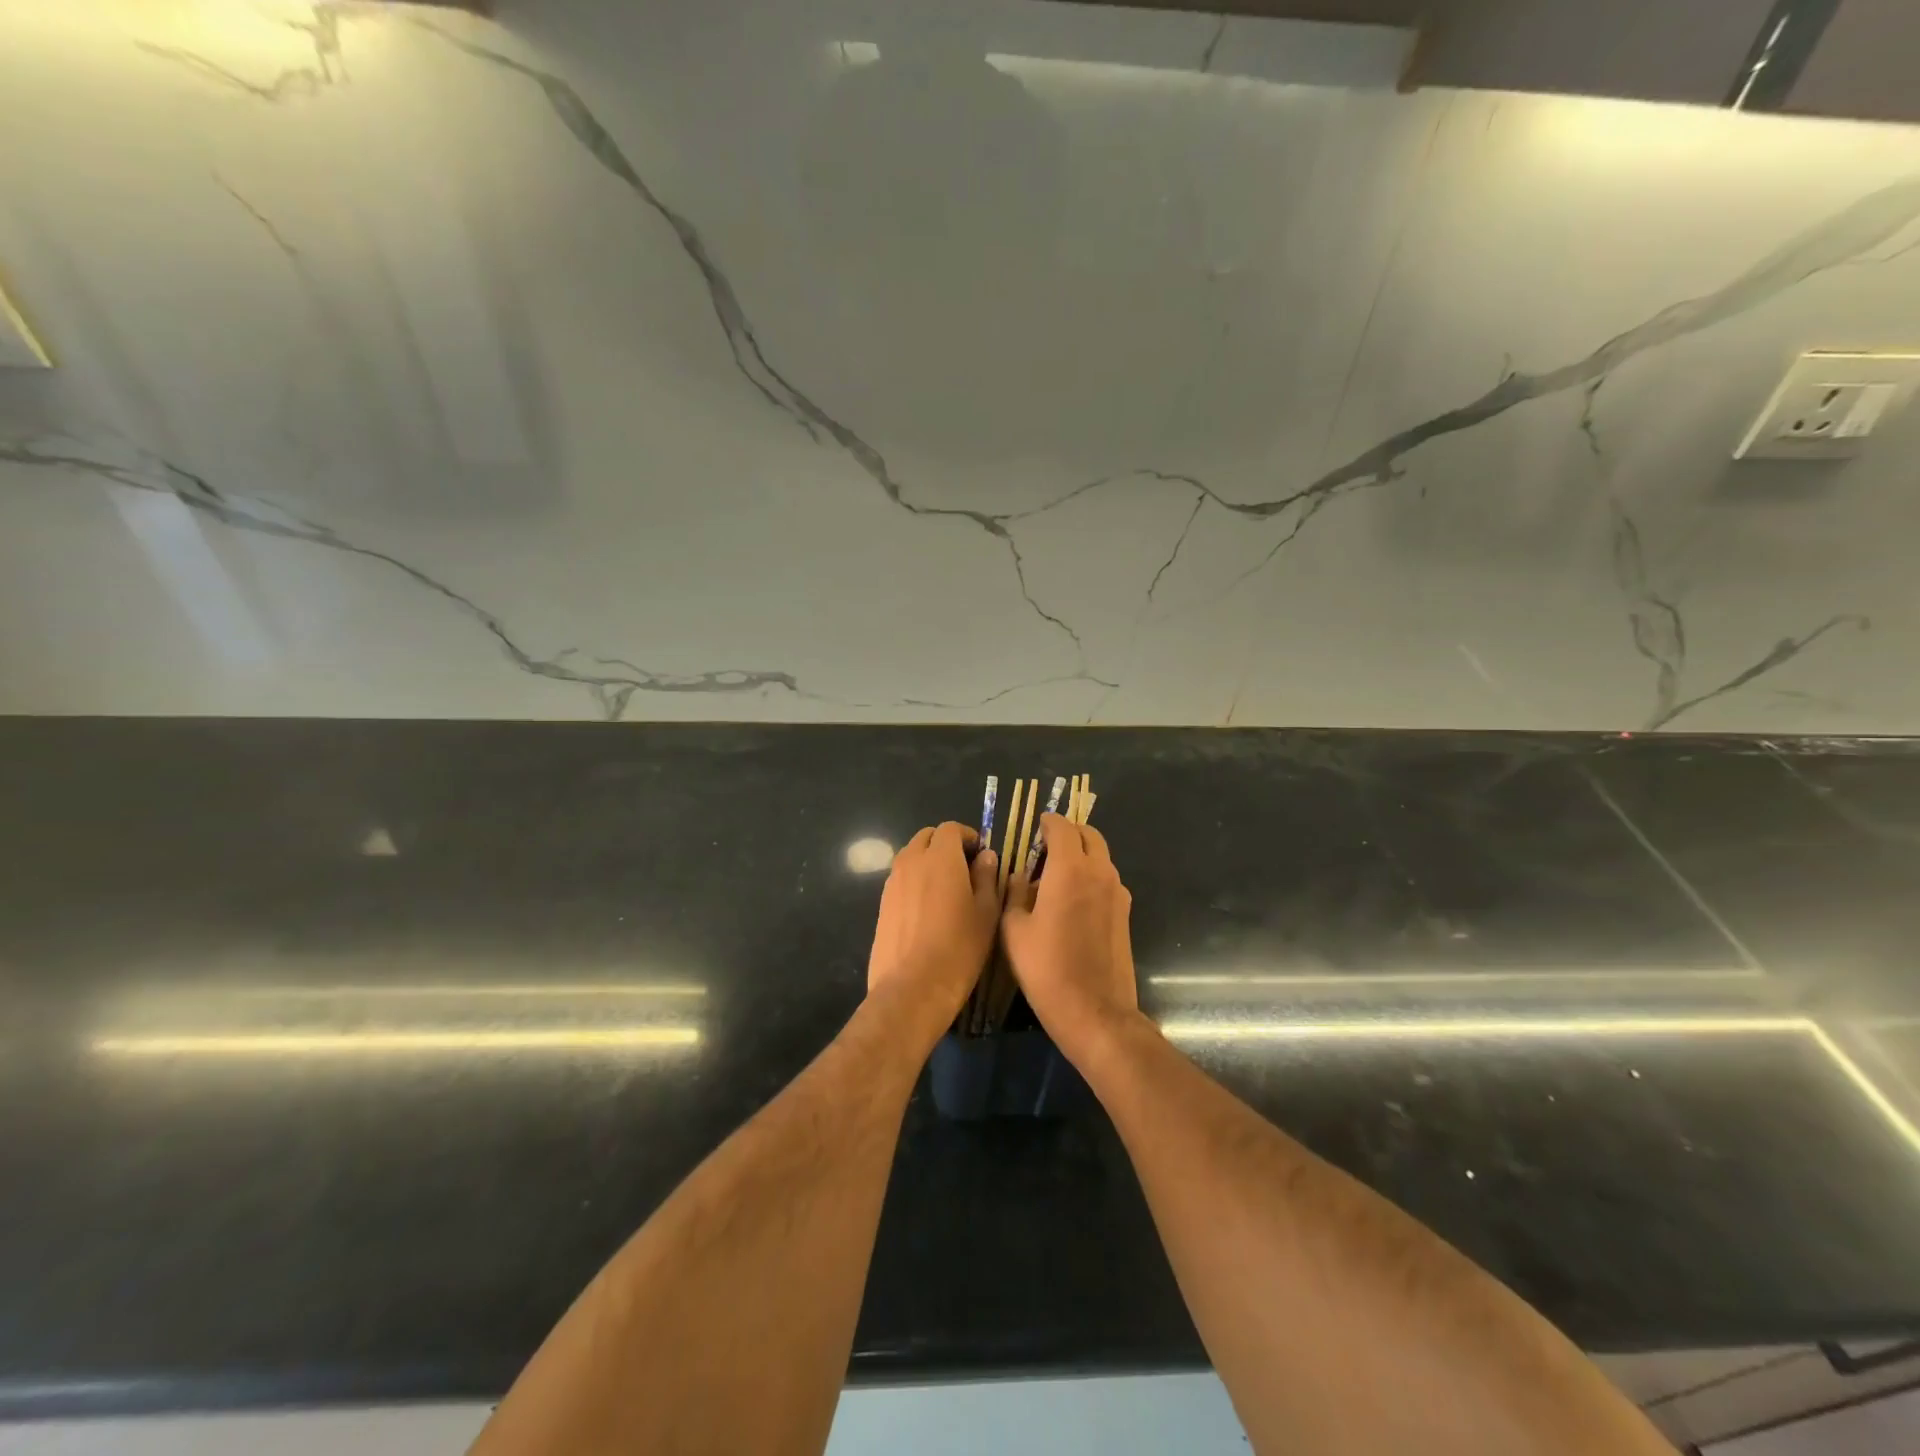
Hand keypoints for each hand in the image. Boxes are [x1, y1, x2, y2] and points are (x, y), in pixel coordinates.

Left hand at [867, 823, 999, 1035]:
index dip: (968, 836)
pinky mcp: (882, 903)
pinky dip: (914, 880)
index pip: (950, 828)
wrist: (913, 987)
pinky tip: (927, 908)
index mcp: (940, 857)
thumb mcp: (986, 913)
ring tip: (946, 888)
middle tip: (964, 867)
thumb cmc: (959, 948)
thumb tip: (985, 856)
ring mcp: (892, 882)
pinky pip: (900, 878)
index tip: (980, 854)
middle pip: (927, 837)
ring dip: (928, 860)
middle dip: (945, 844)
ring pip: (911, 856)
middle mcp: (912, 861)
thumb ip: (987, 877)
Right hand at [1001, 814, 1139, 1058]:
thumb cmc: (1047, 968)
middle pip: (1089, 835)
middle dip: (1068, 833)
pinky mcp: (1125, 913)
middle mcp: (1100, 872)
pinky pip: (1106, 880)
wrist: (1095, 1012)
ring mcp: (1118, 893)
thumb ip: (1014, 893)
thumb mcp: (1014, 929)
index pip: (1062, 827)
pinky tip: (1070, 900)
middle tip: (1044, 846)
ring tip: (1053, 875)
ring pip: (1100, 857)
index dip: (1047, 822)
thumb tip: (1020, 876)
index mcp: (1070, 869)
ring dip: (1080, 855)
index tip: (1035, 825)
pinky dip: (1090, 876)